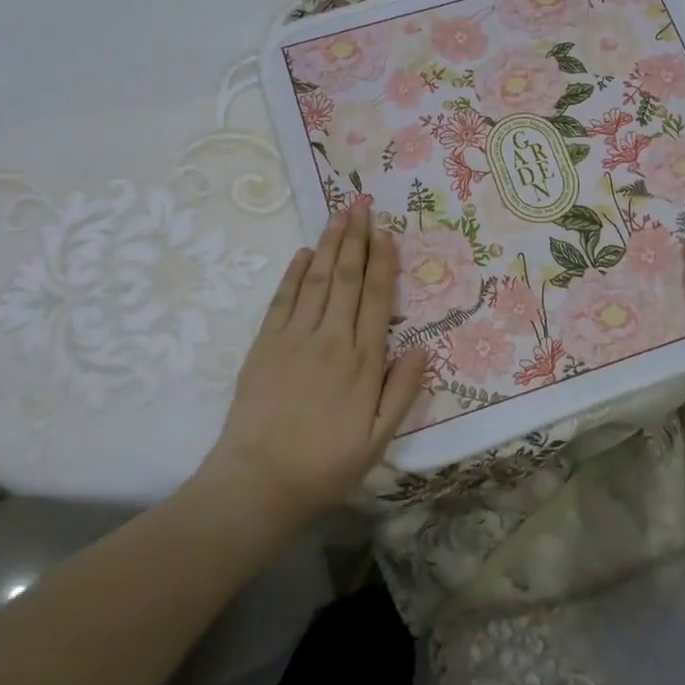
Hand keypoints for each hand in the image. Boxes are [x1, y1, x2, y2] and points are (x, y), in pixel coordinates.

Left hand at [200, 200, 429, 528]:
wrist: (259, 480)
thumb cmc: (325, 464)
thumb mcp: (379, 438)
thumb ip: (403, 391)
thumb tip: (425, 348)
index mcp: (363, 360)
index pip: (377, 298)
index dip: (383, 262)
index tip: (386, 232)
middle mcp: (332, 338)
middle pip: (348, 277)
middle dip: (356, 238)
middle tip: (362, 204)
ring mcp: (295, 337)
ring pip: (318, 279)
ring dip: (330, 244)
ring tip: (339, 214)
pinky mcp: (266, 343)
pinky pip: (284, 298)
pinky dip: (295, 272)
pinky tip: (305, 253)